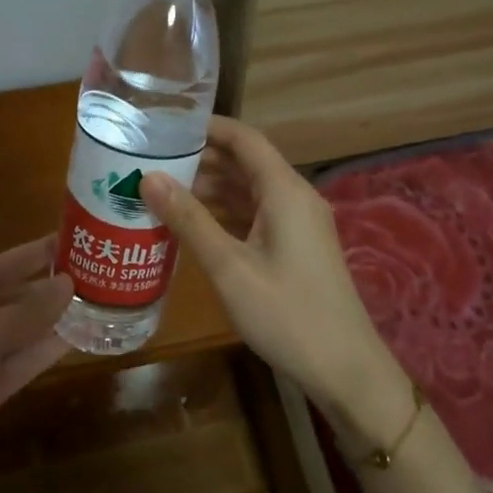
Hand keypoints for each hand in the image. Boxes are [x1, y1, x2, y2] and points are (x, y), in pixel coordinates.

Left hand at [0, 237, 72, 492]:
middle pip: (12, 298)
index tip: (70, 240)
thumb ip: (29, 310)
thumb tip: (69, 283)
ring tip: (96, 303)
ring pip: (21, 331)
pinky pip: (22, 362)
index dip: (33, 254)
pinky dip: (47, 351)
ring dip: (53, 320)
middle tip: (93, 274)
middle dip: (48, 288)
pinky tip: (79, 337)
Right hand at [141, 117, 414, 442]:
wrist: (343, 367)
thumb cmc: (285, 313)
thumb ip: (189, 219)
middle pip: (246, 162)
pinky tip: (194, 223)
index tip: (165, 126)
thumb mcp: (228, 266)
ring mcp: (299, 223)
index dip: (207, 127)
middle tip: (153, 160)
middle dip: (202, 158)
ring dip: (212, 187)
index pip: (245, 138)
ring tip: (163, 189)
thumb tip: (149, 177)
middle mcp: (295, 197)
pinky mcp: (297, 246)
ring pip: (250, 190)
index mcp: (285, 190)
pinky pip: (257, 214)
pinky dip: (226, 212)